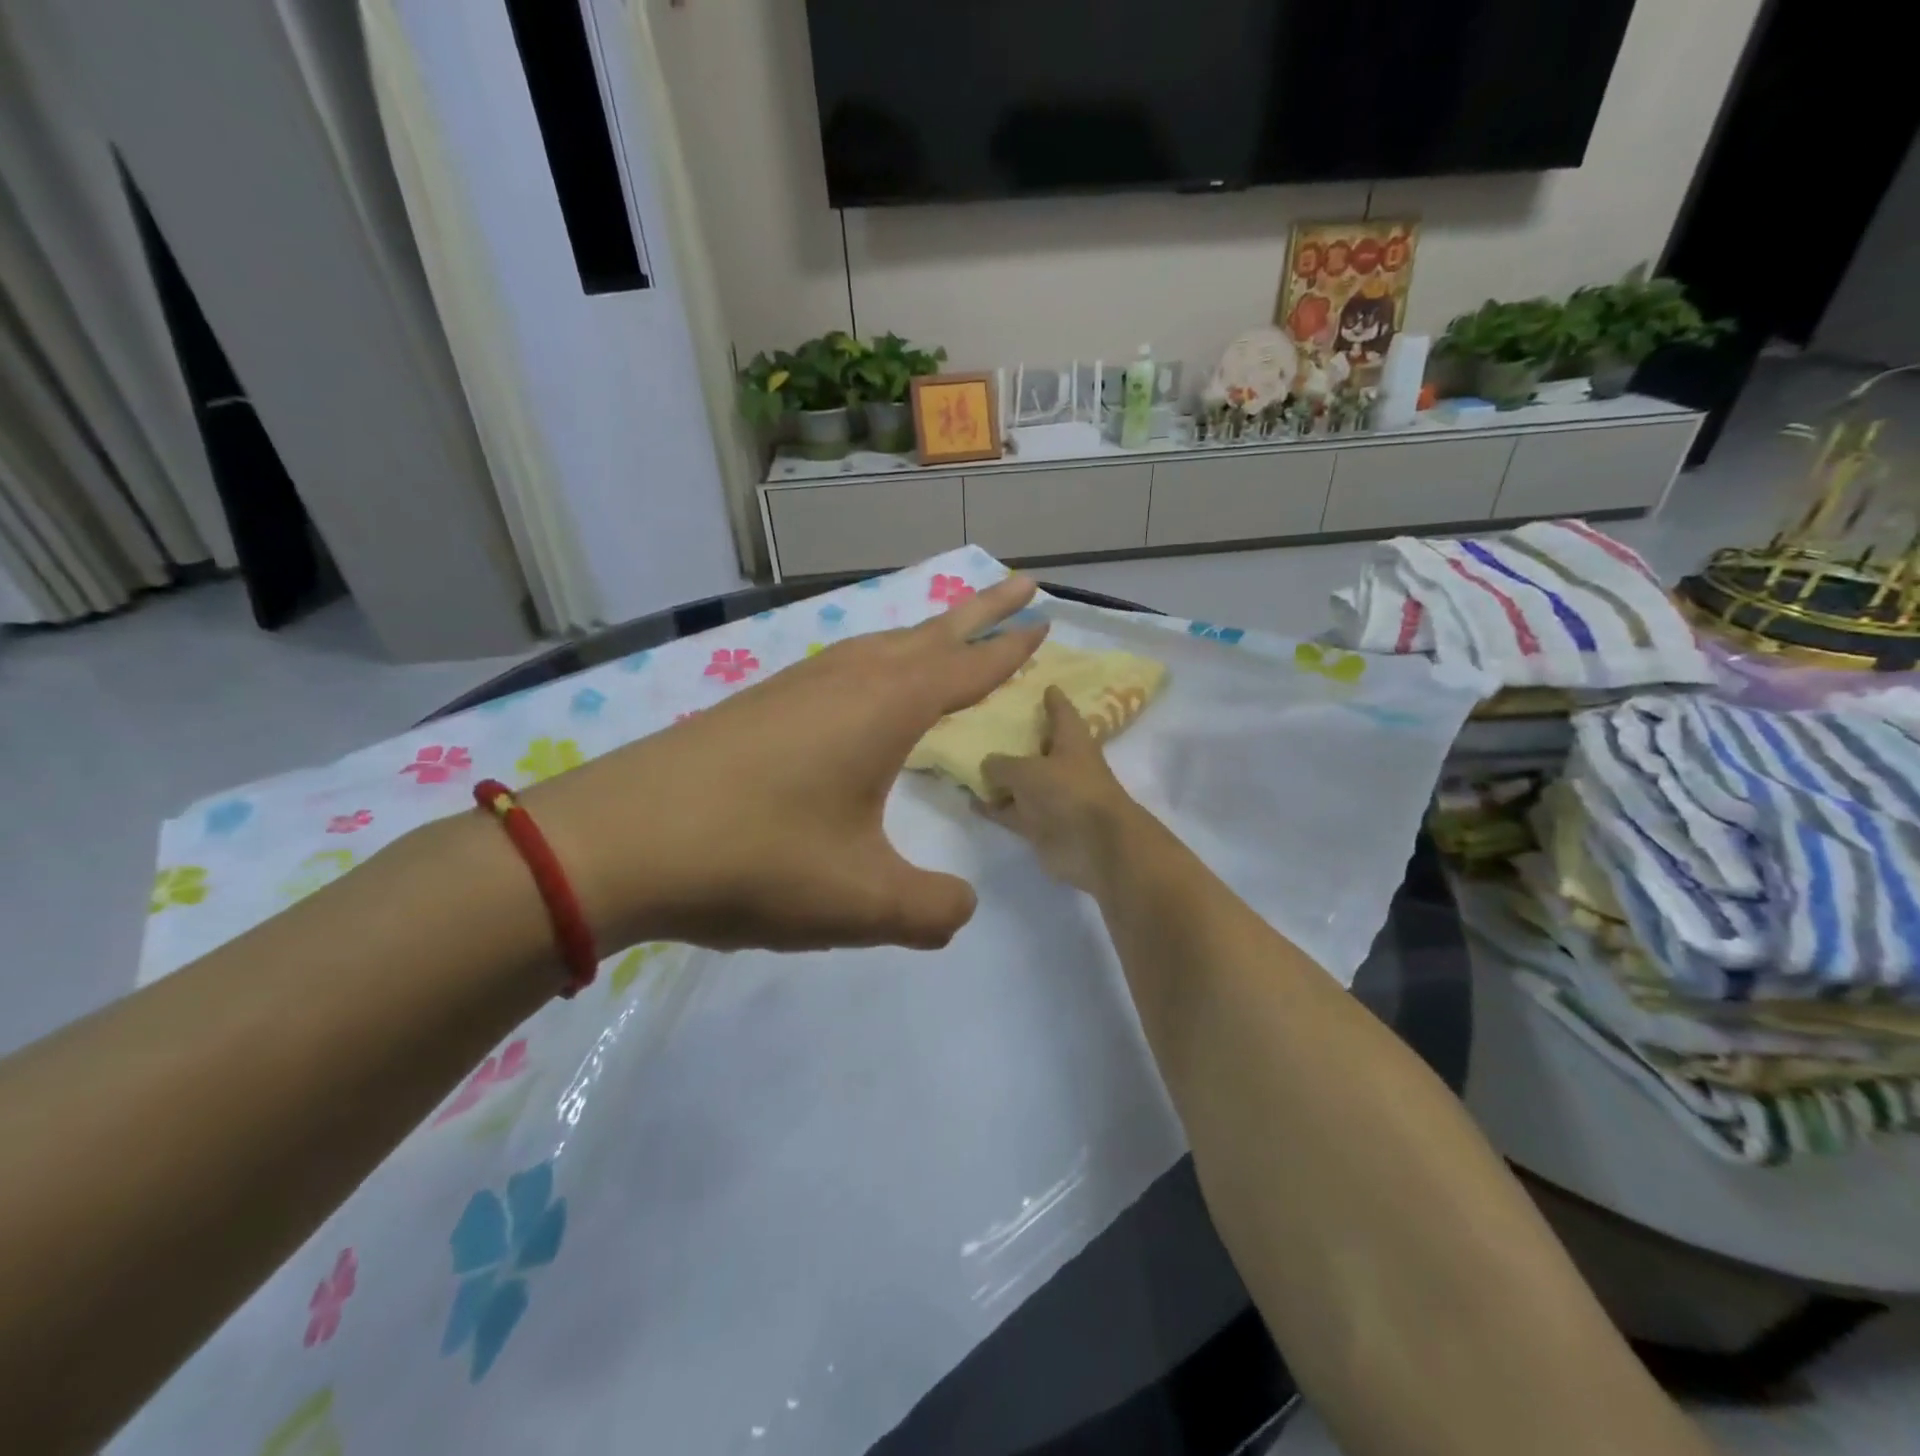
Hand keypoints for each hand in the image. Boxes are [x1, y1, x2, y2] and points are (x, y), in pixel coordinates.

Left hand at [525, 578, 1047, 952]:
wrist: (616, 842)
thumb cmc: (754, 860)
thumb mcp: (860, 901)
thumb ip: (930, 910)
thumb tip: (962, 909)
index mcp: (884, 710)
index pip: (967, 669)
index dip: (1010, 649)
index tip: (1044, 620)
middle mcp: (846, 681)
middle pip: (929, 634)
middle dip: (980, 612)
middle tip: (1020, 587)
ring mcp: (795, 686)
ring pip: (878, 644)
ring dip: (923, 633)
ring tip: (947, 635)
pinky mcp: (757, 705)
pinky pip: (838, 665)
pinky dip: (874, 660)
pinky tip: (860, 685)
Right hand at [977, 686, 1152, 895]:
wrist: (1095, 846)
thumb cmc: (1068, 792)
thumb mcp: (1027, 770)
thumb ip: (1002, 764)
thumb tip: (987, 764)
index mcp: (1071, 741)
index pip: (1061, 712)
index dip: (1053, 699)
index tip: (1044, 686)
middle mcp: (1063, 766)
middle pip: (1036, 748)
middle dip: (1015, 739)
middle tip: (985, 724)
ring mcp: (1052, 798)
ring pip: (1020, 783)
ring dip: (999, 778)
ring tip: (966, 763)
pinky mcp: (1041, 825)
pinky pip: (1012, 811)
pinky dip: (994, 807)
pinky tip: (970, 800)